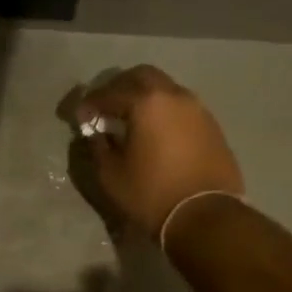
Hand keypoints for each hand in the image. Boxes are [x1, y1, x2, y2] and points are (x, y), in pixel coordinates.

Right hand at [72, 65, 243, 239]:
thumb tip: (96, 134)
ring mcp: (197, 108)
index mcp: (146, 103)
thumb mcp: (111, 175)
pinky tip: (155, 132)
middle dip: (119, 87)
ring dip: (144, 97)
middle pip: (142, 76)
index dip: (90, 103)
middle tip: (105, 108)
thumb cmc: (151, 194)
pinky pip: (181, 107)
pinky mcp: (211, 125)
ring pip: (165, 89)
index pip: (109, 93)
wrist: (205, 215)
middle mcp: (174, 96)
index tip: (80, 117)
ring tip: (130, 120)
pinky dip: (163, 111)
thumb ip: (99, 147)